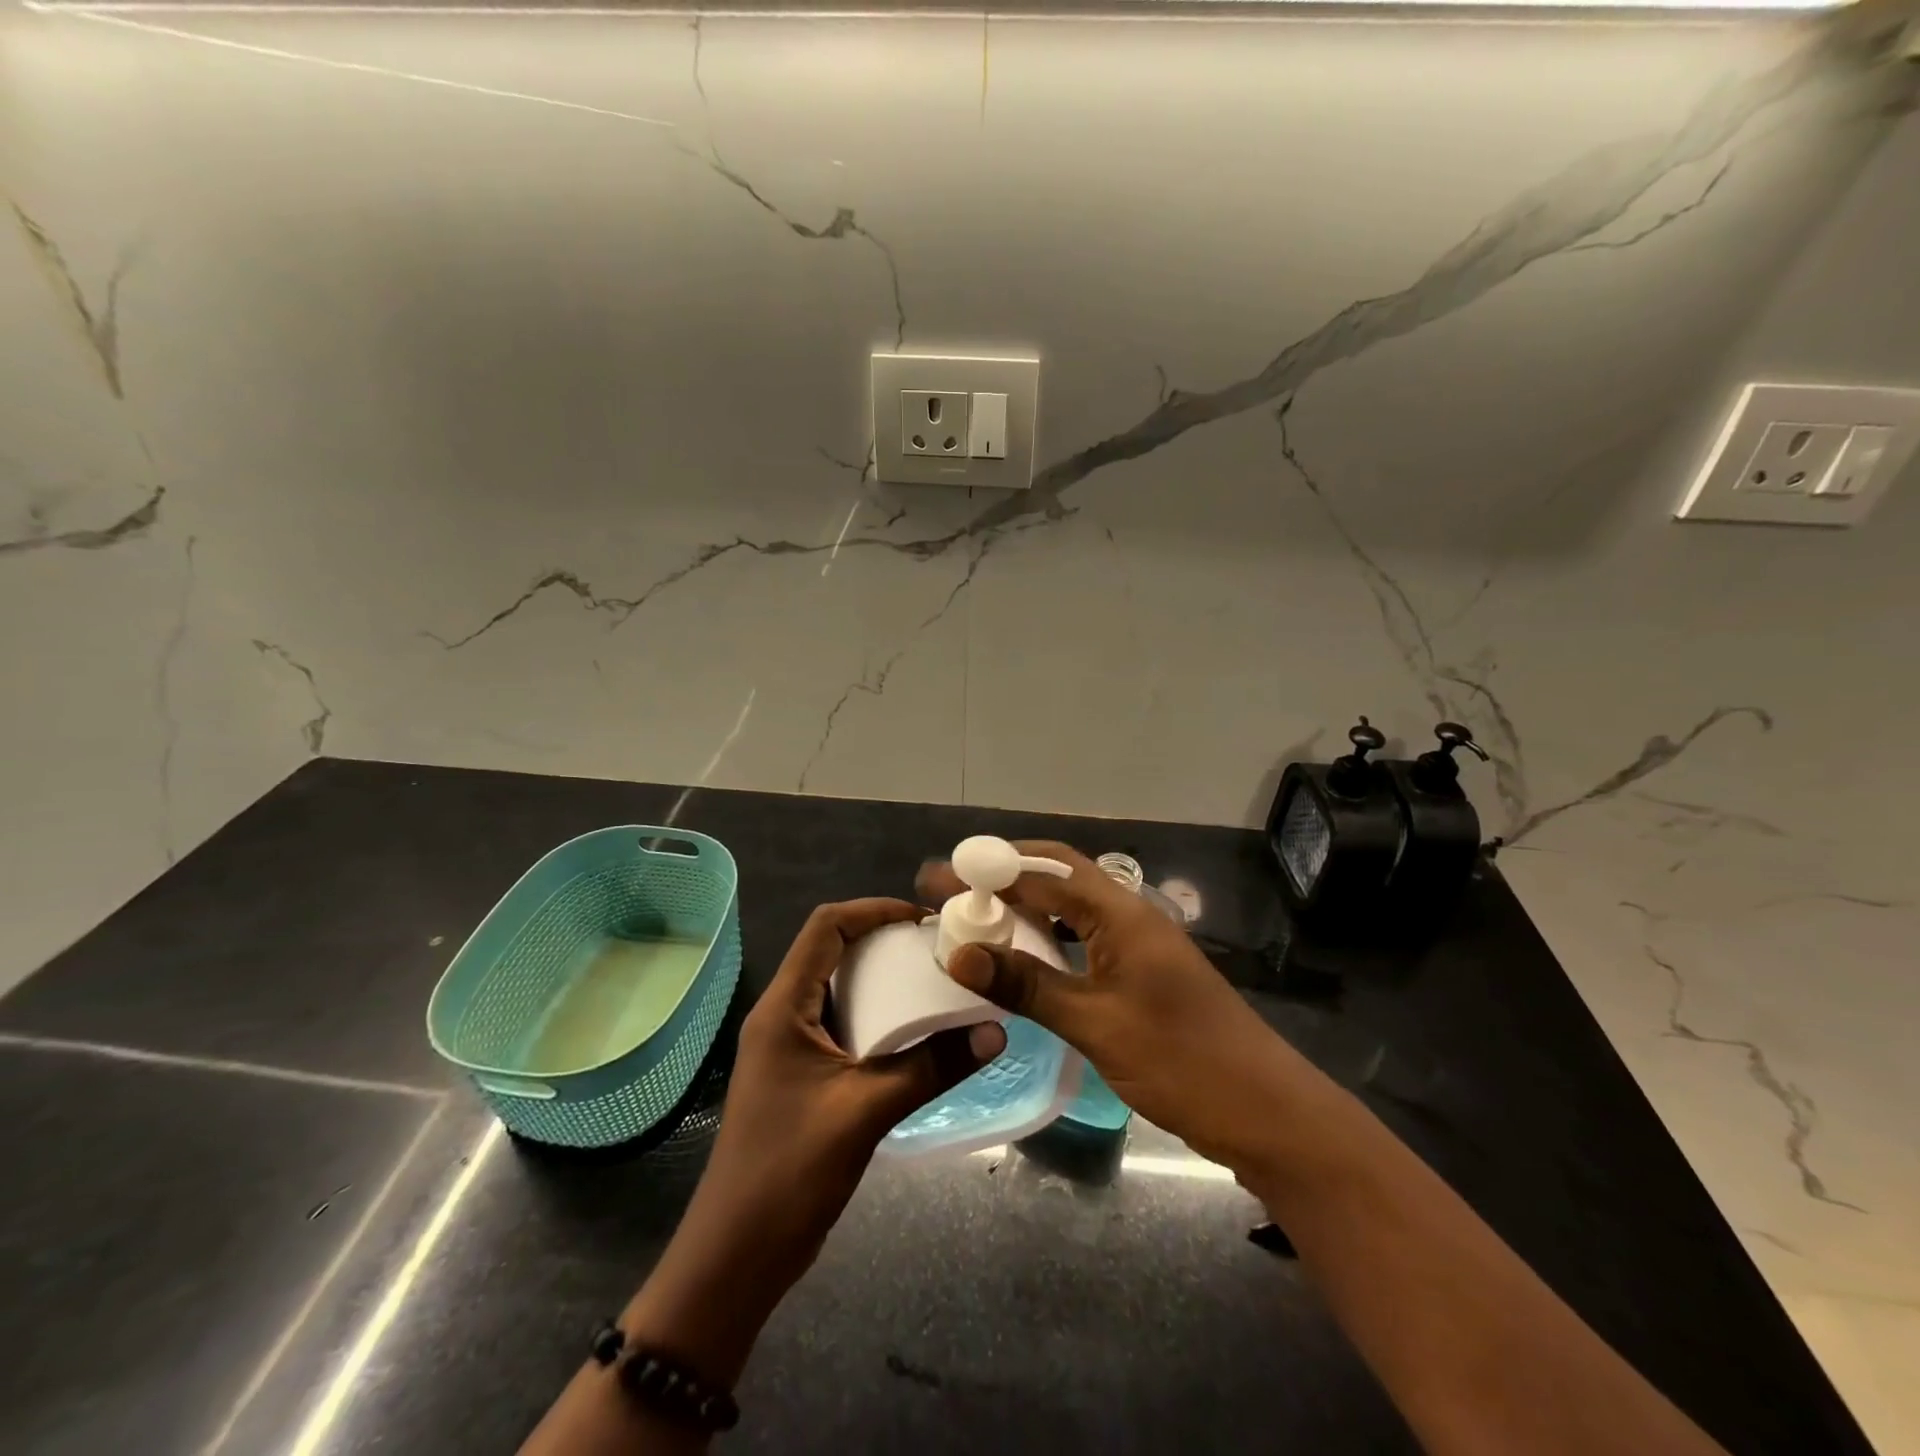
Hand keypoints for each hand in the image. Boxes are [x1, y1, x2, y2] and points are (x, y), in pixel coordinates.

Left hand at [623, 899, 1004, 1383]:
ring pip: (838, 989)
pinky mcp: (799, 1076)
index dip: (873, 910)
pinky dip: (876, 1017)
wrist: (735, 1259)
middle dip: (884, 941)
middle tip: (937, 950)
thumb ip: (932, 1068)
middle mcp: (781, 1015)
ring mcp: (787, 1047)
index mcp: (784, 1007)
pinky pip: (841, 1024)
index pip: (826, 927)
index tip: (923, 919)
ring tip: (933, 983)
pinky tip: (913, 1035)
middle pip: (832, 951)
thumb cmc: (789, 1173)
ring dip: (882, 980)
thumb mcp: (867, 1112)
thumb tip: (995, 1032)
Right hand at [919, 844, 1323, 1174]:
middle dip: (1004, 877)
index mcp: (1121, 914)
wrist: (1265, 1112)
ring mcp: (1139, 944)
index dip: (988, 870)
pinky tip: (1024, 958)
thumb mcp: (1094, 1024)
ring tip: (977, 918)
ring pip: (1072, 908)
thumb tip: (959, 954)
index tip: (939, 875)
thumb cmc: (1180, 1061)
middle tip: (953, 890)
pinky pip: (1085, 939)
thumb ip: (1027, 985)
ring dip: (1026, 907)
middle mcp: (1130, 915)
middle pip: (1060, 877)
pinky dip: (1048, 939)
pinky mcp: (1143, 973)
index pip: (1044, 873)